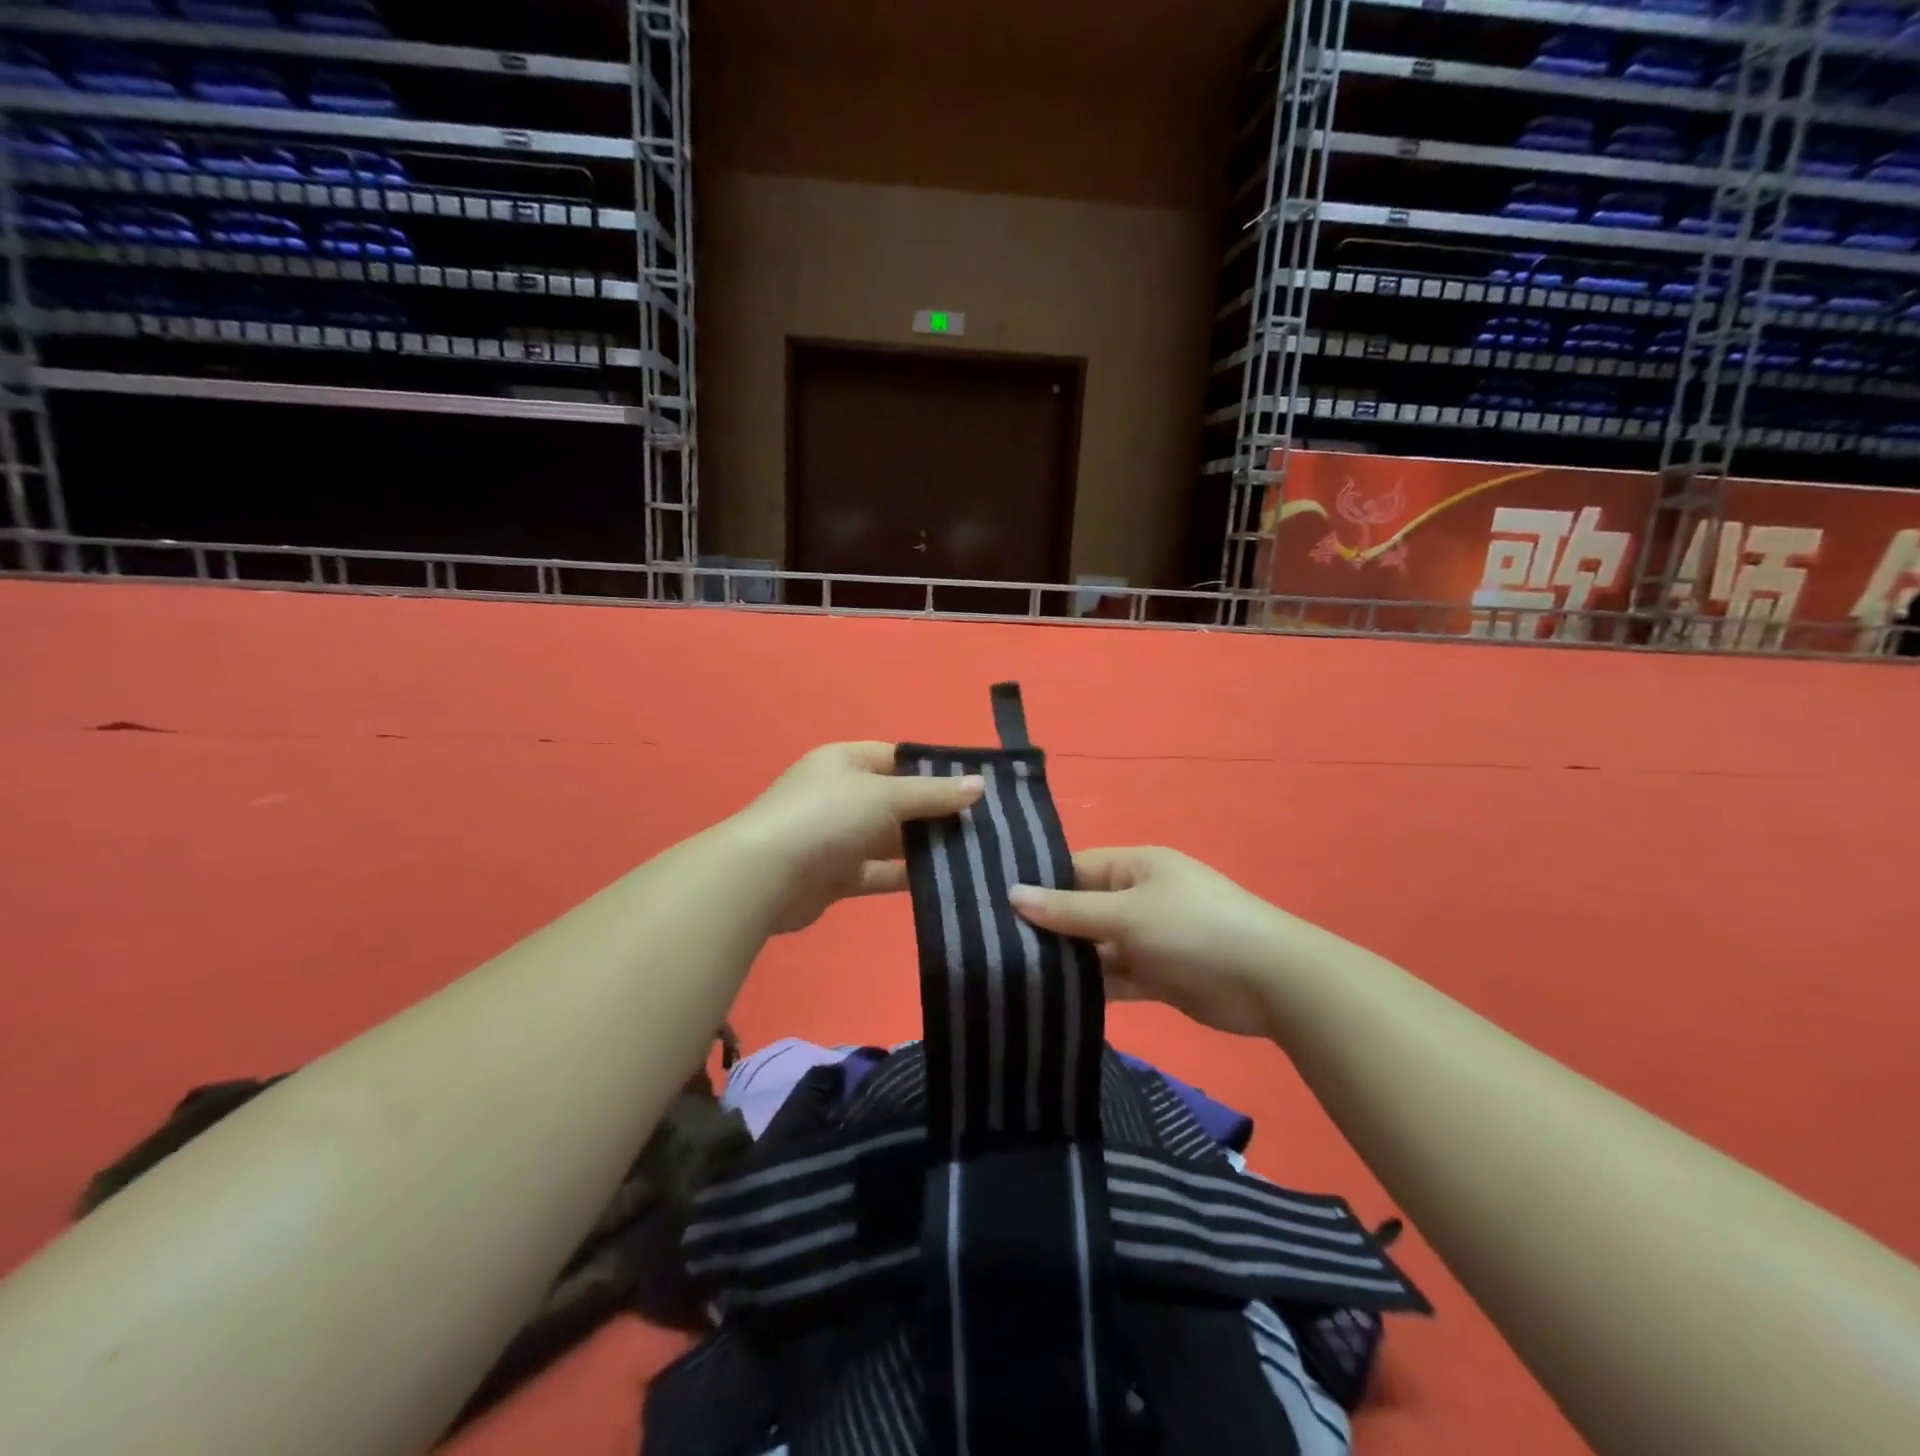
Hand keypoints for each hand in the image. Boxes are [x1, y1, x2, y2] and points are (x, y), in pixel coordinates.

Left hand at [729, 743, 983, 934]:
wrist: (764, 877)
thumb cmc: (826, 817)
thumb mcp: (884, 795)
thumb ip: (932, 793)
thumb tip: (979, 784)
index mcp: (846, 762)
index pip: (898, 758)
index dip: (935, 770)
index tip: (976, 786)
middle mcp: (841, 795)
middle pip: (898, 800)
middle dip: (936, 812)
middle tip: (985, 825)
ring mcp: (838, 837)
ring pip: (891, 839)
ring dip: (925, 847)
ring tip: (975, 854)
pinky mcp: (838, 876)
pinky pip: (880, 872)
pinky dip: (907, 876)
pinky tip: (945, 881)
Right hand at [1010, 847, 1287, 1037]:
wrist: (1269, 982)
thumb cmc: (1192, 928)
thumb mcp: (1126, 913)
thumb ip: (1069, 910)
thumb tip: (1012, 895)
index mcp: (1135, 866)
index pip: (1075, 868)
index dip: (1038, 885)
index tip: (992, 905)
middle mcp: (1139, 897)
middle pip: (1082, 909)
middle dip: (1048, 928)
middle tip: (992, 946)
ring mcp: (1149, 938)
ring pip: (1096, 947)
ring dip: (1067, 961)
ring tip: (1011, 974)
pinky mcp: (1158, 975)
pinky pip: (1115, 976)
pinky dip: (1092, 987)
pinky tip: (1052, 1000)